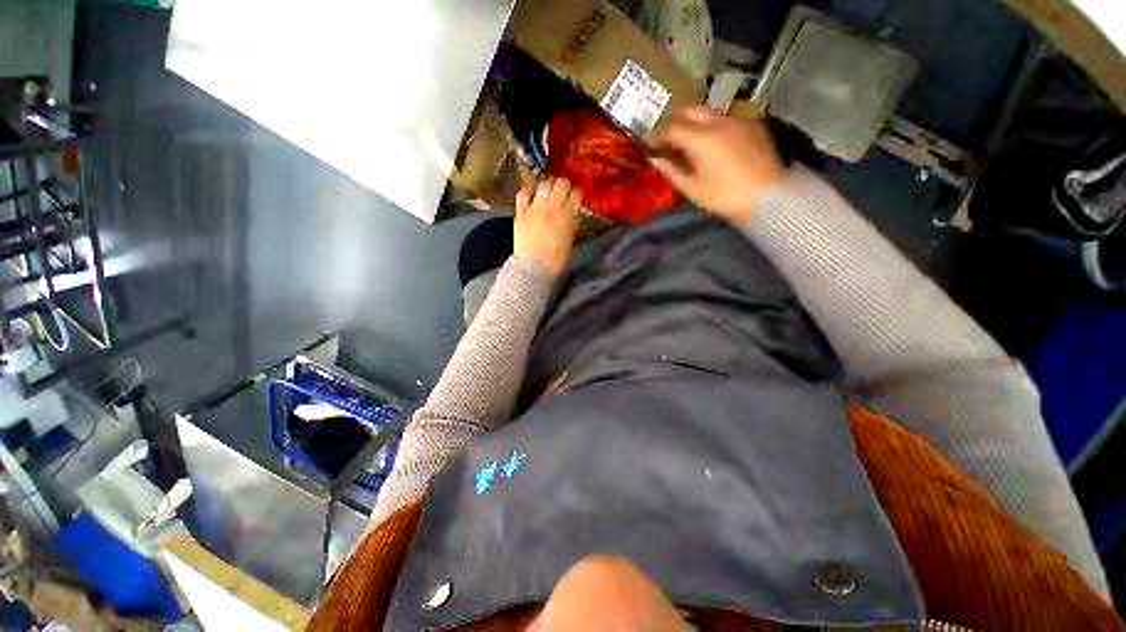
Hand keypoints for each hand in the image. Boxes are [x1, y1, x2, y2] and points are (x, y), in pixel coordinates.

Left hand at [514, 177, 581, 279]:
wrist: (533, 268)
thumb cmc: (556, 260)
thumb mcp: (570, 241)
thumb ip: (571, 224)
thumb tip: (572, 215)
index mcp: (567, 216)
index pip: (576, 194)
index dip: (577, 193)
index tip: (576, 196)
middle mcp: (552, 207)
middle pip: (561, 184)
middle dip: (565, 185)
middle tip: (564, 191)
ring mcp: (535, 208)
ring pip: (544, 185)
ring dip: (549, 184)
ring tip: (550, 189)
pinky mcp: (521, 212)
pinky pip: (523, 193)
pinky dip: (528, 188)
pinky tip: (532, 187)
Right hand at [647, 107, 787, 222]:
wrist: (768, 197)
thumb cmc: (724, 197)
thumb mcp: (692, 188)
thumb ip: (671, 170)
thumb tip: (655, 159)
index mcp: (701, 139)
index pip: (671, 128)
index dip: (656, 135)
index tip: (648, 145)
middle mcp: (718, 122)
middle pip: (688, 110)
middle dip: (673, 121)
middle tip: (665, 138)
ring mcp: (737, 120)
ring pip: (707, 112)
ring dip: (691, 122)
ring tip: (685, 140)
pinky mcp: (750, 125)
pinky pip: (723, 118)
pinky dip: (709, 125)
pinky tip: (709, 142)